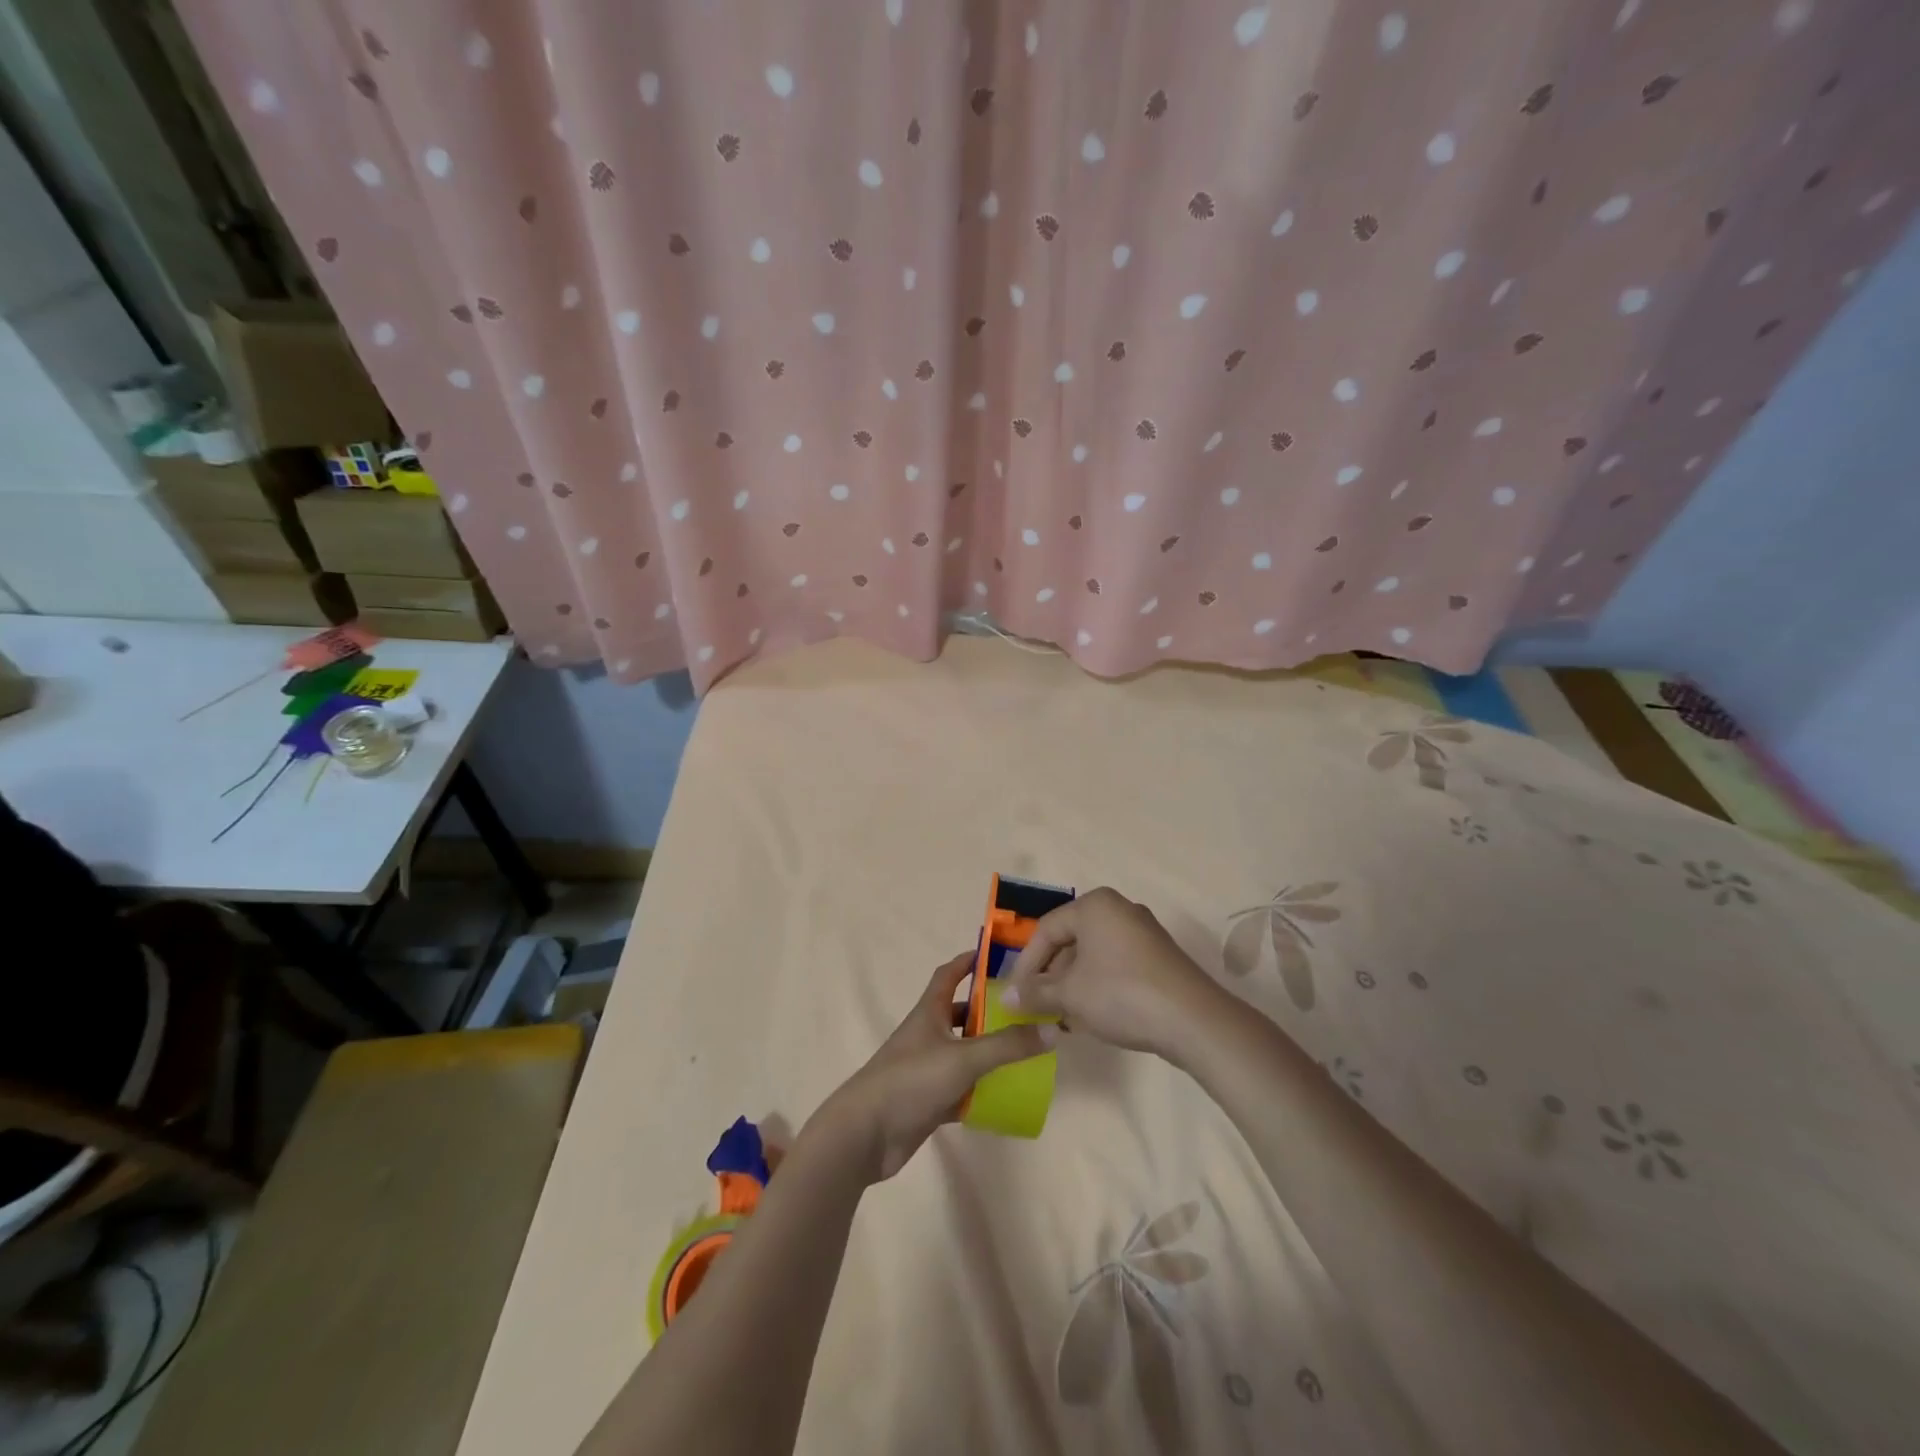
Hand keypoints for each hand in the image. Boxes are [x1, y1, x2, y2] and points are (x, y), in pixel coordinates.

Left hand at [809, 951, 1055, 1182]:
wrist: (865, 1134)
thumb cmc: (911, 1080)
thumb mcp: (964, 1058)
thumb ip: (1008, 1045)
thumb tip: (1053, 1028)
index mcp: (929, 1013)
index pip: (948, 975)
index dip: (968, 961)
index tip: (996, 955)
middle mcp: (927, 1035)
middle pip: (960, 1014)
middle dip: (988, 1011)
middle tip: (1025, 1011)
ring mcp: (926, 1069)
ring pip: (963, 1053)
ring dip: (988, 1051)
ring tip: (1025, 1051)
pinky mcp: (928, 1101)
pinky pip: (961, 1089)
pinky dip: (981, 1090)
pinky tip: (1007, 1095)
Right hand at [1001, 888, 1222, 1061]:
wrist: (1194, 1021)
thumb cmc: (1121, 994)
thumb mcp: (1070, 995)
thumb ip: (1036, 993)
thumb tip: (1006, 999)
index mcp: (1095, 905)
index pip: (1046, 930)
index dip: (1027, 965)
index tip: (1017, 996)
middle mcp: (1120, 909)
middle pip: (1071, 940)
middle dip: (1051, 975)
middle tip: (1039, 1005)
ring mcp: (1143, 932)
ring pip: (1094, 954)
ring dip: (1073, 983)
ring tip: (1063, 1015)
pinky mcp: (1159, 956)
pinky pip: (1116, 964)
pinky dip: (1098, 984)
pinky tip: (1092, 1015)